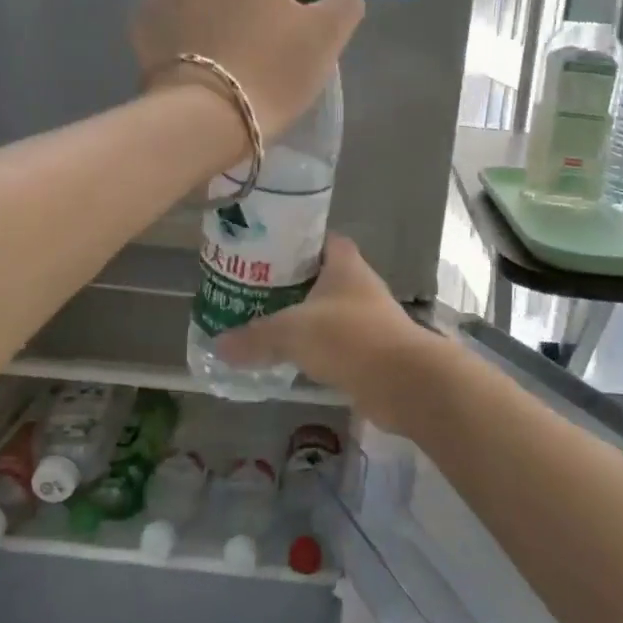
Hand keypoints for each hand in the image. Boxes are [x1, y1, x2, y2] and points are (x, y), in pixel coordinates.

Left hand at [132, 0, 364, 140]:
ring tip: (228, 61)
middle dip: (247, 1)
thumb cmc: (273, 70)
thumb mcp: (328, 37)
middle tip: (262, 48)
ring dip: (214, 17)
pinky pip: (174, 22)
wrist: (204, 116)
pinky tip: (199, 69)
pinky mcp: (142, 23)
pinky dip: (186, 37)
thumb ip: (344, 2)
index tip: (293, 28)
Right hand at [216, 234, 441, 422]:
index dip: (296, 242)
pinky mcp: (371, 352)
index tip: (265, 252)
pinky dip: (316, 350)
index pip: (322, 239)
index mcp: (345, 265)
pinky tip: (290, 359)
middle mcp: (360, 287)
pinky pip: (336, 345)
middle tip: (253, 292)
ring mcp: (369, 320)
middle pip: (321, 277)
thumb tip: (218, 346)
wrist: (403, 382)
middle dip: (291, 284)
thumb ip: (255, 337)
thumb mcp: (292, 332)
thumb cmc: (349, 338)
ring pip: (329, 313)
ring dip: (304, 320)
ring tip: (264, 326)